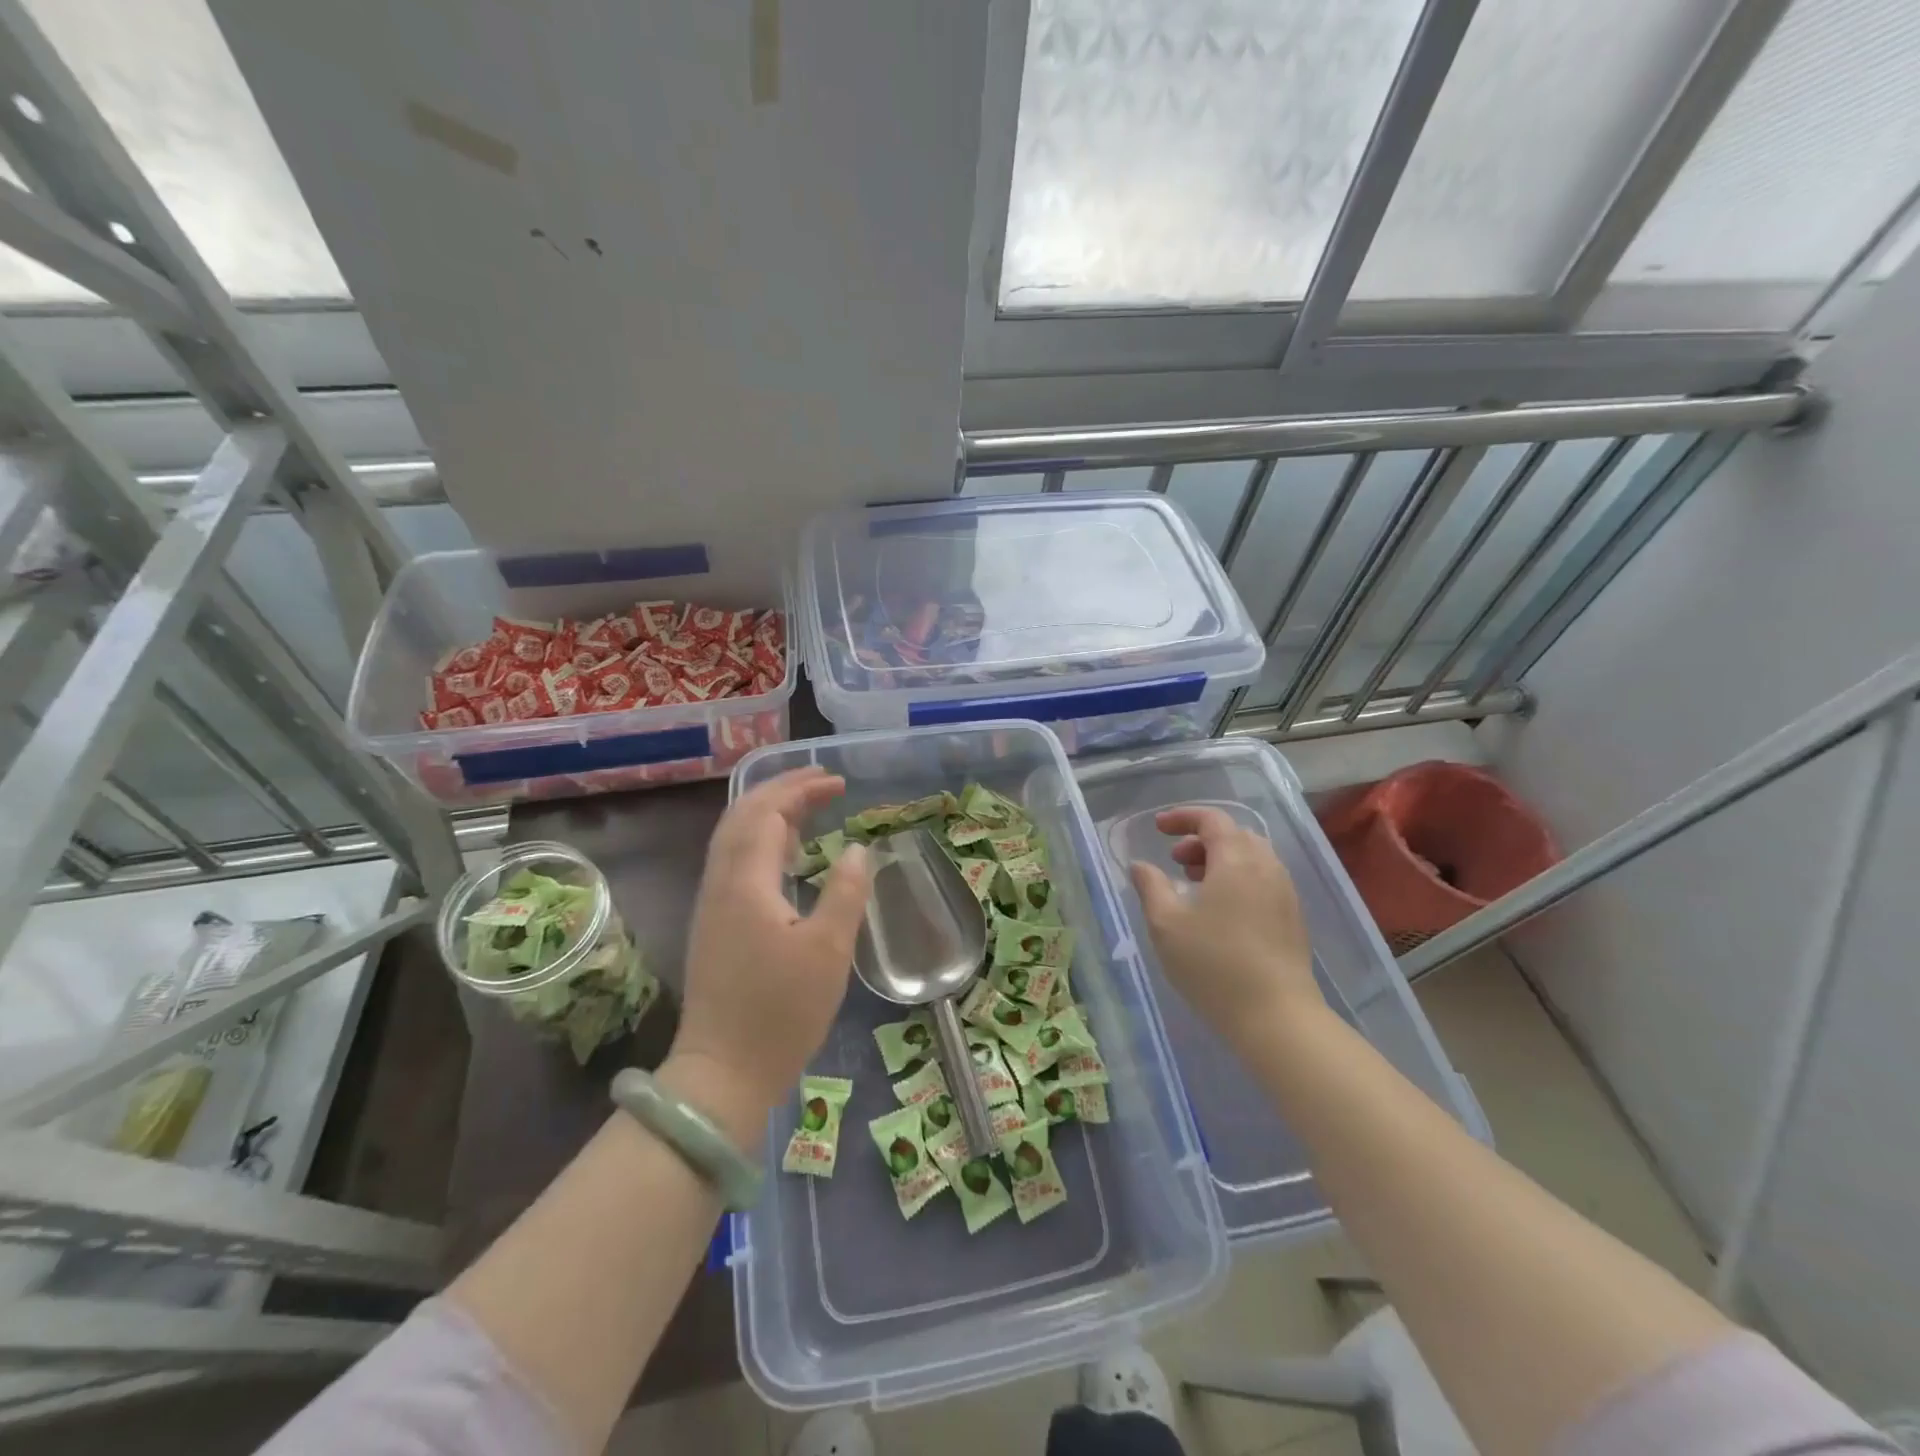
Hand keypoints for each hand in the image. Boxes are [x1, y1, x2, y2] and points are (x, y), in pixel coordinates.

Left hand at [662, 767, 872, 1143]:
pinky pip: (735, 861)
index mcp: (745, 882)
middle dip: (781, 791)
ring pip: (734, 838)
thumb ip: (845, 891)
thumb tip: (856, 849)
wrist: (722, 1073)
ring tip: (809, 809)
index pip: (766, 813)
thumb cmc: (780, 1012)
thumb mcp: (828, 950)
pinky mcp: (714, 925)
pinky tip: (786, 855)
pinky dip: (761, 840)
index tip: (838, 782)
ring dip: (769, 813)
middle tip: (823, 783)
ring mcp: (712, 904)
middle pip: (742, 816)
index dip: (800, 789)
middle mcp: (720, 883)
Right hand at [1129, 806, 1320, 1054]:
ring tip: (1195, 885)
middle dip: (1201, 839)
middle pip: (1235, 835)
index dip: (1182, 817)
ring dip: (1221, 860)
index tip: (1157, 829)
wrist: (1277, 1017)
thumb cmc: (1214, 964)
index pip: (1212, 819)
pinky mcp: (1293, 919)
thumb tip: (1140, 865)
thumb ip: (1151, 887)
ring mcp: (1285, 893)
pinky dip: (1238, 879)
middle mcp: (1266, 867)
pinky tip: (1220, 911)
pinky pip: (1263, 880)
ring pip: (1252, 858)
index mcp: (1236, 859)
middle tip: (1175, 861)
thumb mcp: (1166, 924)